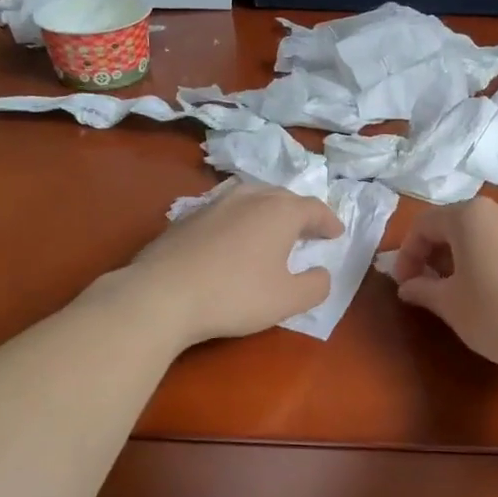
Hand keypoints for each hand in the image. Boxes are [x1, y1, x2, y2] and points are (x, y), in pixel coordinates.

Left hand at [123, 181, 342, 346]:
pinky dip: (238, 220)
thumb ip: (315, 285)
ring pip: (250, 197)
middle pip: (282, 196)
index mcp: (280, 211)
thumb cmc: (235, 295)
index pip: (314, 209)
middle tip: (307, 230)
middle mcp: (249, 197)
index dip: (328, 221)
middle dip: (298, 212)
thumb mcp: (288, 300)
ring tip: (270, 228)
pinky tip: (232, 240)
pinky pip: (224, 211)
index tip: (335, 234)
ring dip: (267, 210)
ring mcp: (214, 203)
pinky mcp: (186, 218)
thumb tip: (321, 273)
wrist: (162, 295)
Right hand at [390, 198, 497, 372]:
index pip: (425, 225)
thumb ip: (423, 289)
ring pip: (484, 234)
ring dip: (463, 257)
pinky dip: (491, 260)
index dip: (407, 254)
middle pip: (456, 224)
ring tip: (459, 291)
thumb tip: (408, 286)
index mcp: (470, 215)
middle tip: (427, 287)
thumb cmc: (496, 315)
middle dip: (435, 253)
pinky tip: (493, 292)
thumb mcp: (450, 304)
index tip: (404, 284)